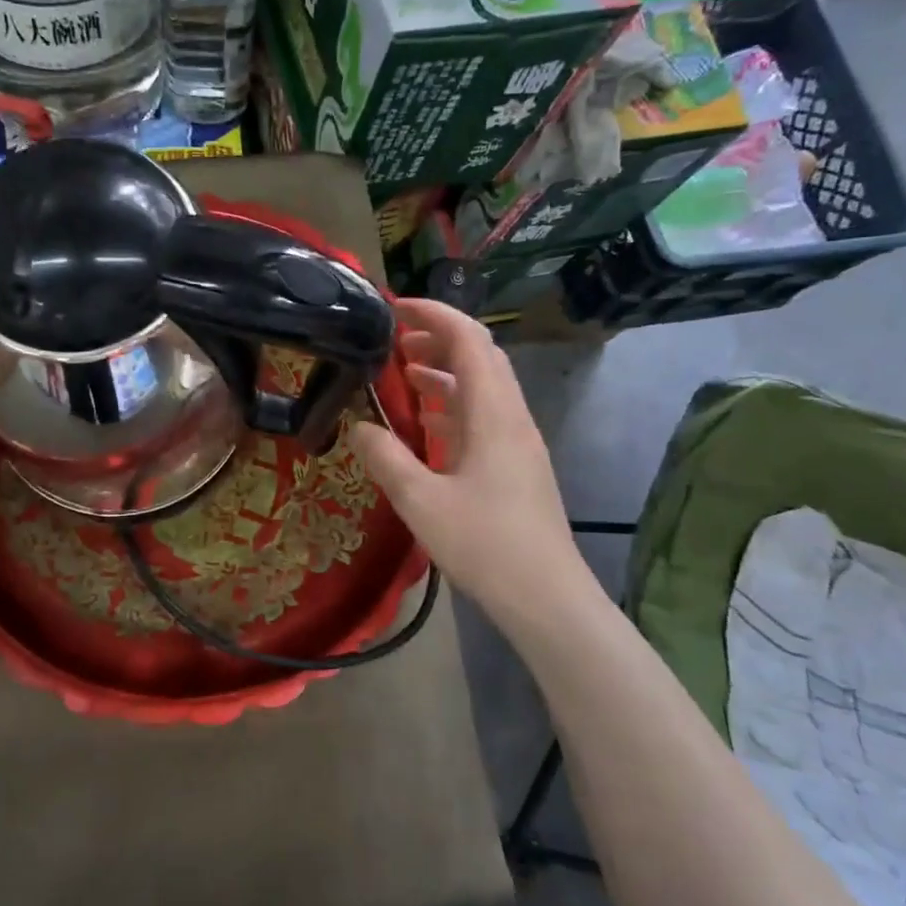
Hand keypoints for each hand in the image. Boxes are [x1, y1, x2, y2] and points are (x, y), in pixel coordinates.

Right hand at [347, 299, 596, 625]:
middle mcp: (511, 417)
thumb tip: (358, 425)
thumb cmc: (485, 544)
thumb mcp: (420, 501)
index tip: (395, 307)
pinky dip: (452, 404)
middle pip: (480, 356)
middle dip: (437, 338)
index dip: (434, 314)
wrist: (547, 598)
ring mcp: (517, 441)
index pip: (469, 340)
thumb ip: (385, 457)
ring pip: (482, 386)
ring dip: (444, 371)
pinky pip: (483, 416)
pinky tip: (425, 422)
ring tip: (402, 373)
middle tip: (393, 340)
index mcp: (493, 414)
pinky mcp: (516, 464)